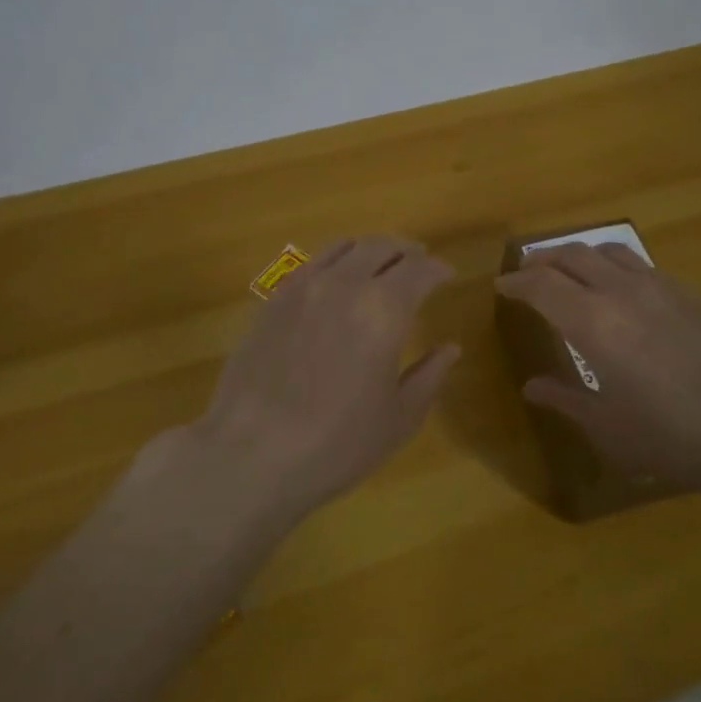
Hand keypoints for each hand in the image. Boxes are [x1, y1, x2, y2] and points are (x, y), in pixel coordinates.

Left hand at [181, 236, 460, 529]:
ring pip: (345, 246)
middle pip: (383, 247)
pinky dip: (336, 260)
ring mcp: (304, 287)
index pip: (420, 269)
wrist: (251, 455)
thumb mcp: (398, 419)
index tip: (448, 277)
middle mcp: (345, 284)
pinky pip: (312, 263)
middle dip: (407, 251)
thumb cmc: (337, 444)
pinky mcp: (274, 299)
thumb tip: (450, 348)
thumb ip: (429, 376)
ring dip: (371, 249)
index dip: (439, 270)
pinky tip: (337, 279)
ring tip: (381, 263)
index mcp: (385, 310)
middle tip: (420, 263)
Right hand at [494, 243, 700, 500]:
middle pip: (573, 255)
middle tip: (528, 271)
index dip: (516, 282)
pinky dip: (618, 268)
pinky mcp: (692, 294)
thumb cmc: (672, 436)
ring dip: (581, 255)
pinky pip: (643, 266)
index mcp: (593, 323)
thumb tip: (532, 386)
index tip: (502, 286)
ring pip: (610, 251)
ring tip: (571, 269)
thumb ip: (565, 400)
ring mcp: (662, 286)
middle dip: (543, 260)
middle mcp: (622, 292)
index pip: (541, 286)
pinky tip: (625, 292)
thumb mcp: (608, 428)